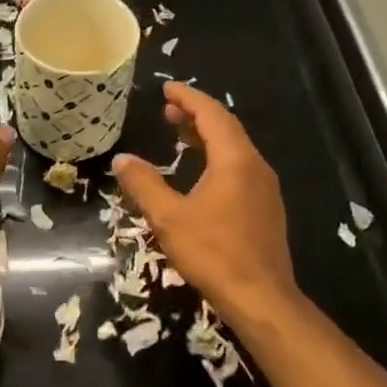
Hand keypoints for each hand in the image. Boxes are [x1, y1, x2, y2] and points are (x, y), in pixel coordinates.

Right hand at [112, 82, 299, 327]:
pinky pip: (239, 168)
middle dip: (196, 115)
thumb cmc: (213, 253)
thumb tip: (122, 159)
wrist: (261, 298)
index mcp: (235, 161)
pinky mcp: (264, 209)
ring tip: (178, 134)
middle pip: (226, 129)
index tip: (167, 88)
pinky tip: (199, 173)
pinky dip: (216, 158)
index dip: (188, 98)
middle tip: (167, 110)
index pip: (212, 115)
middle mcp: (255, 167)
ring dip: (206, 137)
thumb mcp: (168, 217)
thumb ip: (144, 184)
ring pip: (234, 149)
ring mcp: (264, 189)